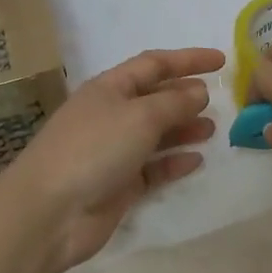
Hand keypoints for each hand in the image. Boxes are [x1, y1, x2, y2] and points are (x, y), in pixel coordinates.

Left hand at [0, 47, 222, 272]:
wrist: (49, 212)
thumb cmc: (94, 150)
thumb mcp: (140, 116)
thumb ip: (174, 102)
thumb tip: (199, 91)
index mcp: (109, 88)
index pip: (154, 64)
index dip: (188, 59)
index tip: (221, 61)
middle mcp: (110, 115)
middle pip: (154, 98)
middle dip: (185, 96)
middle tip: (220, 101)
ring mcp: (112, 151)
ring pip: (155, 134)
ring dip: (183, 129)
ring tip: (212, 130)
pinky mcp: (117, 185)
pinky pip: (152, 168)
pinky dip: (173, 162)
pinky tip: (196, 161)